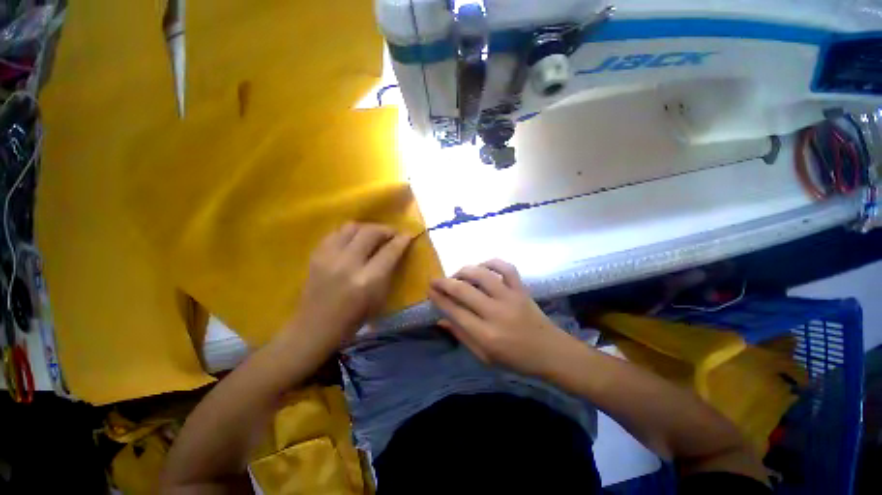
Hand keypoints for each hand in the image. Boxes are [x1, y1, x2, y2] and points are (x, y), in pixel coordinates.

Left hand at [294, 223, 411, 347]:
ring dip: (367, 228)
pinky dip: (349, 233)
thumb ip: (389, 271)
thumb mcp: (379, 298)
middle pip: (371, 232)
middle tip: (392, 234)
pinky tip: (354, 241)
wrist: (315, 327)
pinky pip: (336, 232)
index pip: (389, 251)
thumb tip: (397, 250)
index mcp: (367, 280)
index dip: (402, 240)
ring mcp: (329, 257)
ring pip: (352, 227)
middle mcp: (348, 264)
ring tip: (373, 235)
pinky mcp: (316, 255)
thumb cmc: (353, 319)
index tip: (408, 235)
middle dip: (386, 229)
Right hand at [428, 259, 574, 377]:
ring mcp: (511, 297)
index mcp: (486, 335)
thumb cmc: (515, 359)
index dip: (439, 299)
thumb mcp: (484, 357)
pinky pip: (506, 268)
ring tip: (456, 275)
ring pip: (482, 275)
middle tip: (434, 280)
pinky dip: (492, 263)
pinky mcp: (522, 289)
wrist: (550, 352)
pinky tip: (482, 266)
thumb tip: (441, 319)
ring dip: (464, 271)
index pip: (455, 311)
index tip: (430, 291)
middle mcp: (496, 313)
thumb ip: (461, 336)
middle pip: (464, 290)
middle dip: (444, 283)